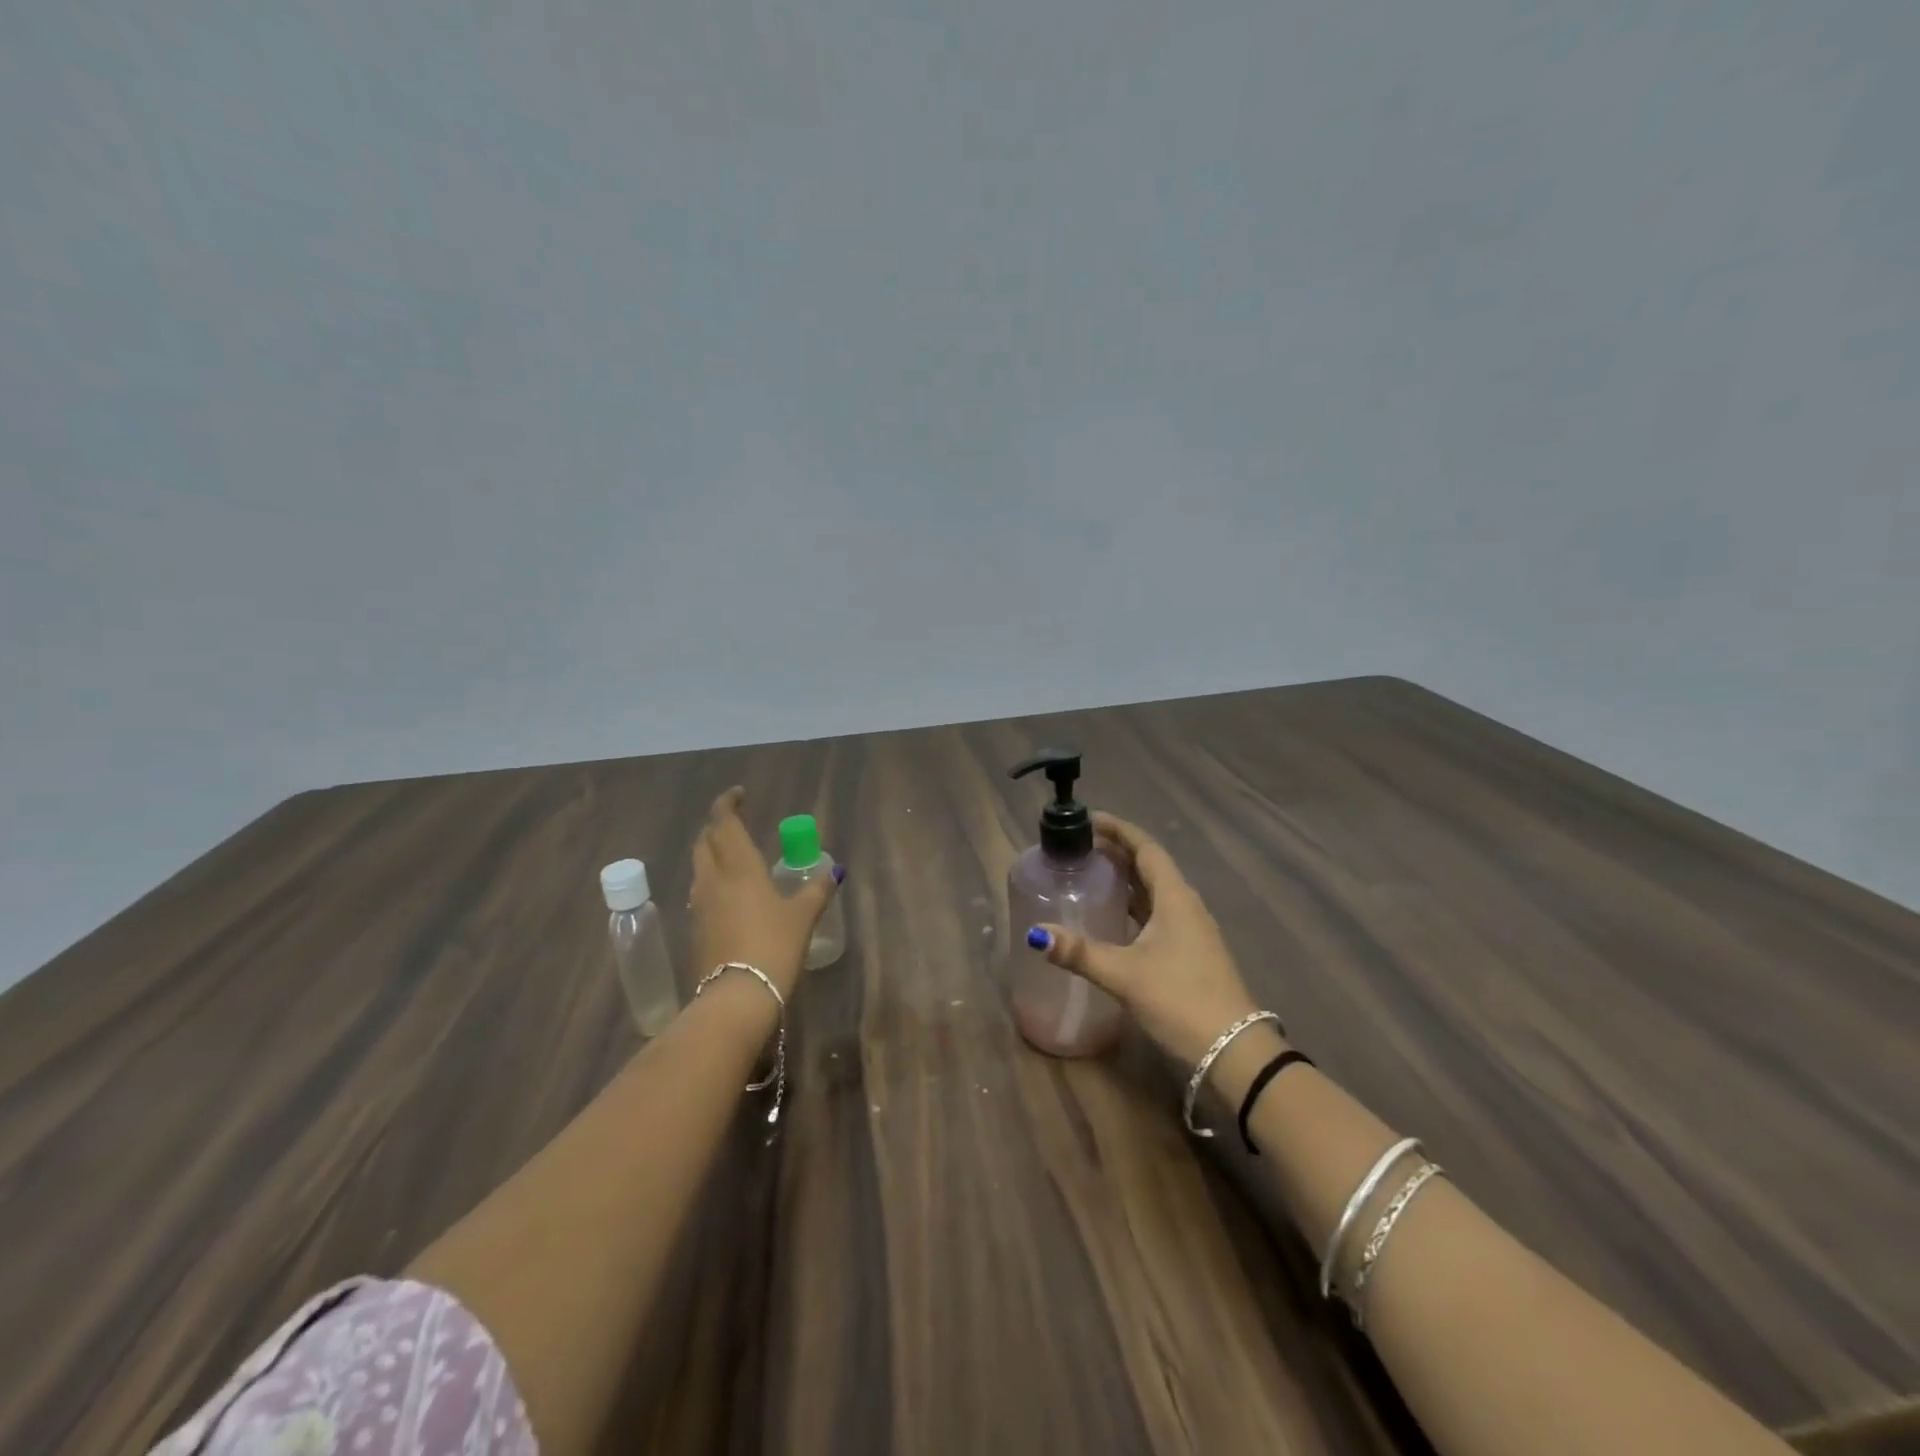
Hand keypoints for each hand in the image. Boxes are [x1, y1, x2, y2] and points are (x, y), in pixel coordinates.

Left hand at [688, 787, 841, 998]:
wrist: (736, 997)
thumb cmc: (773, 946)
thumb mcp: (803, 917)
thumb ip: (816, 891)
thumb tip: (834, 872)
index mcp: (739, 866)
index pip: (723, 822)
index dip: (728, 803)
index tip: (740, 794)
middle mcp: (713, 879)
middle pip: (705, 841)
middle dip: (717, 827)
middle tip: (736, 823)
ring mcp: (699, 905)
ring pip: (699, 866)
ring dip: (712, 853)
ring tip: (734, 855)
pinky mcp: (695, 929)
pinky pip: (701, 891)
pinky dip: (712, 880)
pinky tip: (729, 893)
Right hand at [1030, 812, 1259, 1067]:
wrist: (1234, 1051)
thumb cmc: (1180, 999)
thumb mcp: (1125, 974)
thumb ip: (1080, 953)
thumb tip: (1036, 934)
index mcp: (1175, 898)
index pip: (1146, 849)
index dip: (1120, 830)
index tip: (1091, 819)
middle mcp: (1185, 906)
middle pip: (1150, 867)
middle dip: (1118, 852)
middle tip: (1082, 846)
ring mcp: (1191, 930)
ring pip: (1154, 891)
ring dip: (1126, 878)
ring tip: (1092, 874)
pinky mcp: (1190, 952)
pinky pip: (1158, 913)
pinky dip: (1134, 905)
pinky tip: (1114, 917)